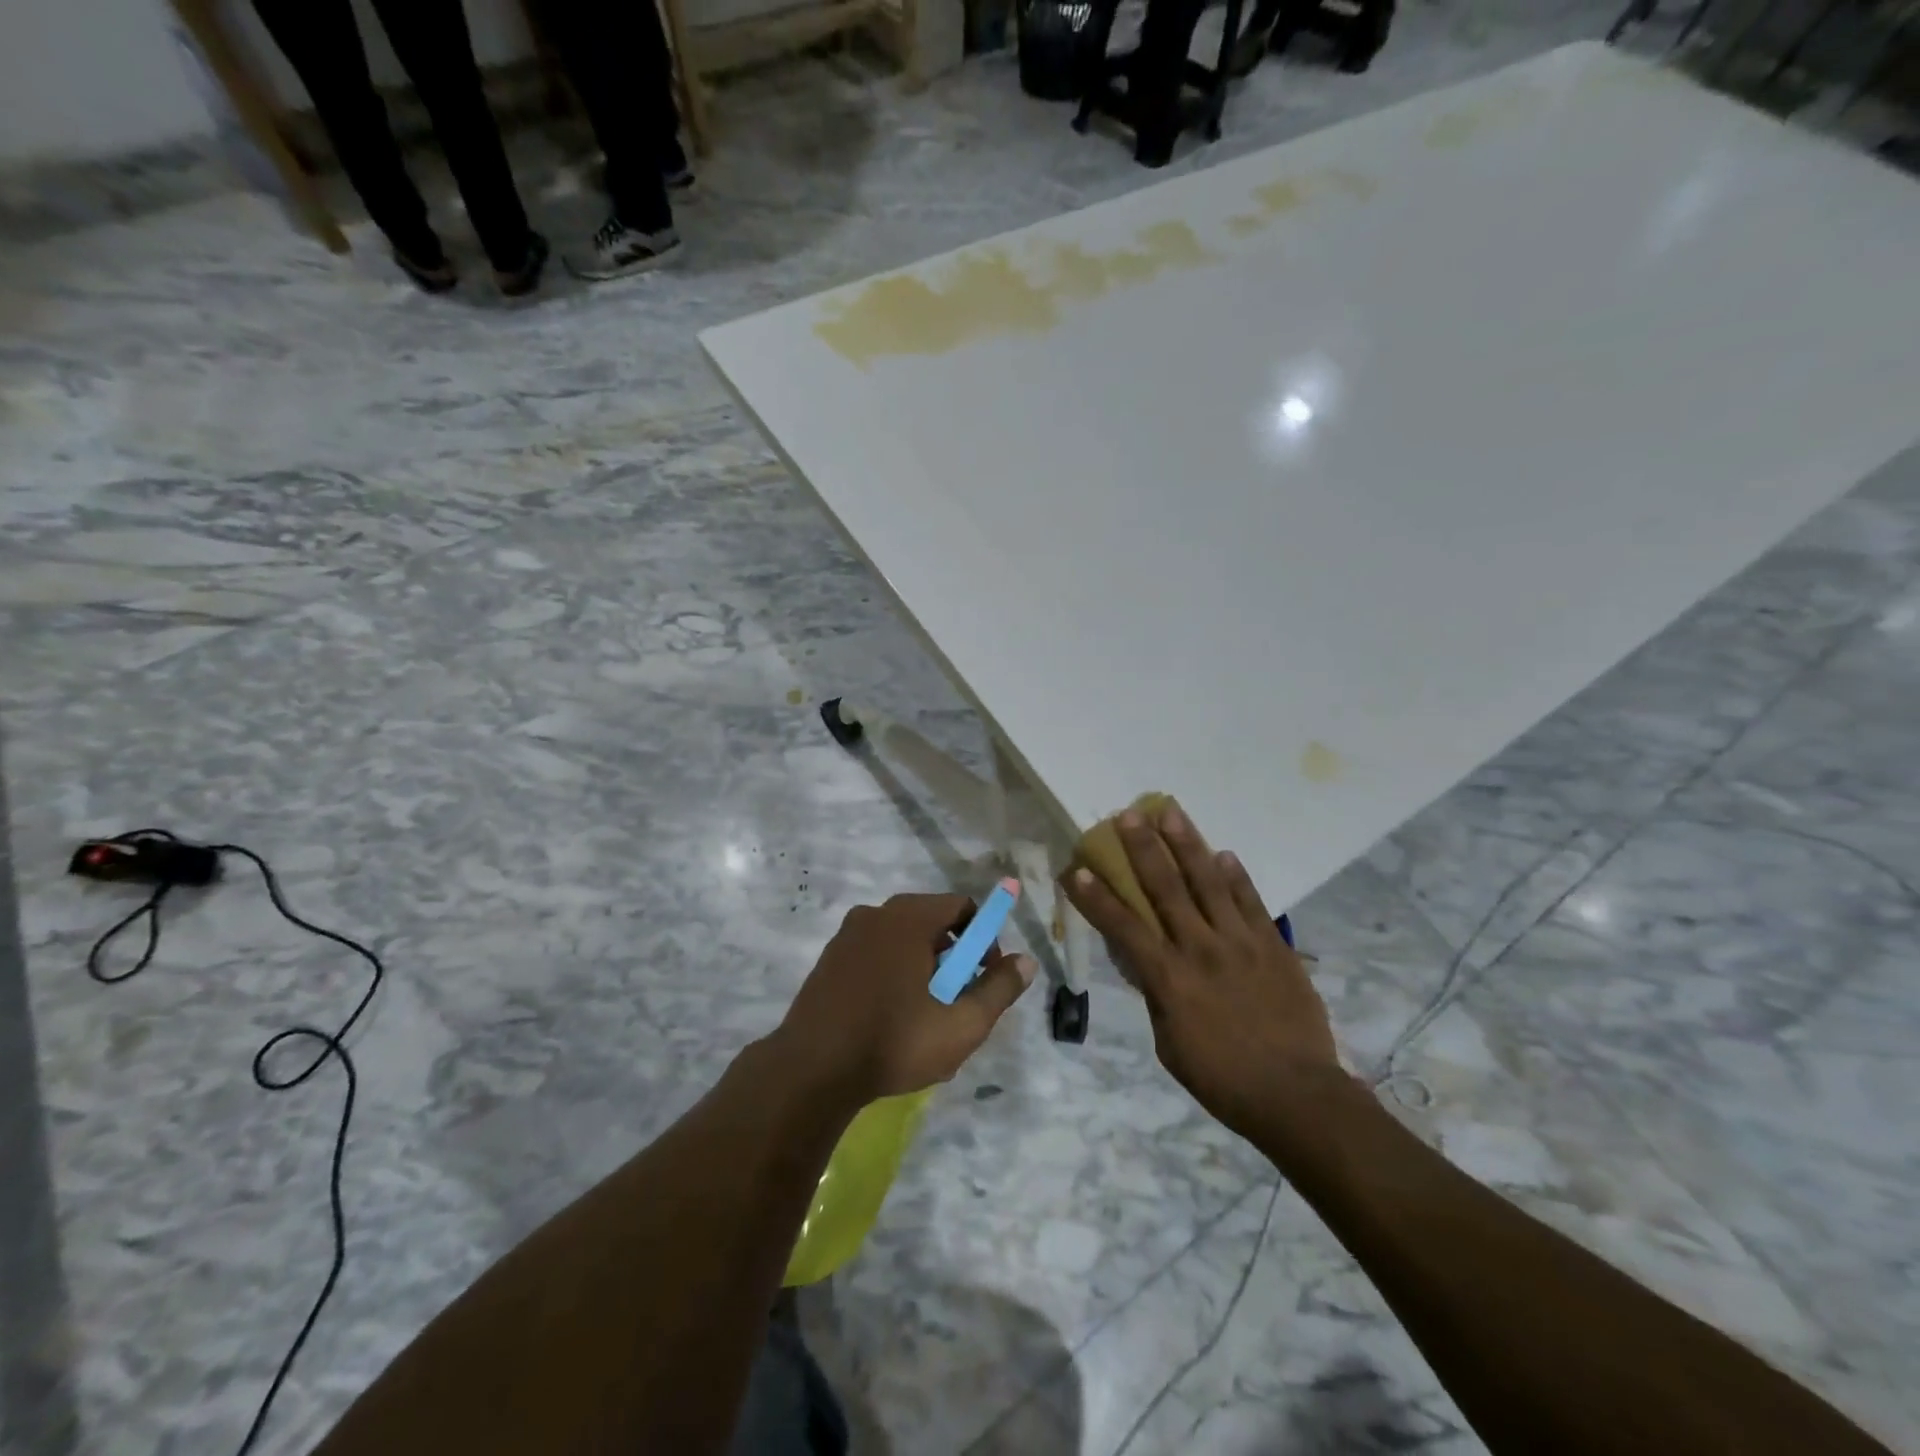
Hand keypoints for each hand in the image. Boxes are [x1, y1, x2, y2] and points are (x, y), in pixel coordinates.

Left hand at [774, 893, 1036, 1103]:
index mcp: (908, 917)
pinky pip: (876, 955)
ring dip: (924, 971)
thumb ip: (999, 989)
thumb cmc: (893, 1042)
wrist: (810, 1072)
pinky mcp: (829, 960)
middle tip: (956, 1005)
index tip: (982, 980)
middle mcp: (876, 914)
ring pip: (903, 942)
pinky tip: (891, 1021)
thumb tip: (1027, 961)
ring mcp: (847, 936)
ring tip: (925, 1020)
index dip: (984, 940)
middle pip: (933, 923)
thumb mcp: (961, 1024)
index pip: (962, 907)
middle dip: (953, 960)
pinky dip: (893, 976)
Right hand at [1062, 802, 1344, 1142]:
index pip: (1123, 927)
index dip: (1096, 897)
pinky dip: (1237, 876)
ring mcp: (1240, 942)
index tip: (1076, 868)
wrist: (1296, 1094)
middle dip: (1142, 848)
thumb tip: (1145, 962)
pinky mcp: (1273, 945)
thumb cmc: (1222, 1078)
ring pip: (1208, 882)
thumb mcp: (1169, 1043)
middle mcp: (1201, 949)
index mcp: (1169, 978)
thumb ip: (1156, 994)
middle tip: (1126, 814)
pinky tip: (1225, 853)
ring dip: (1187, 844)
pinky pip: (1252, 901)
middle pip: (1165, 888)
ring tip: (1170, 812)